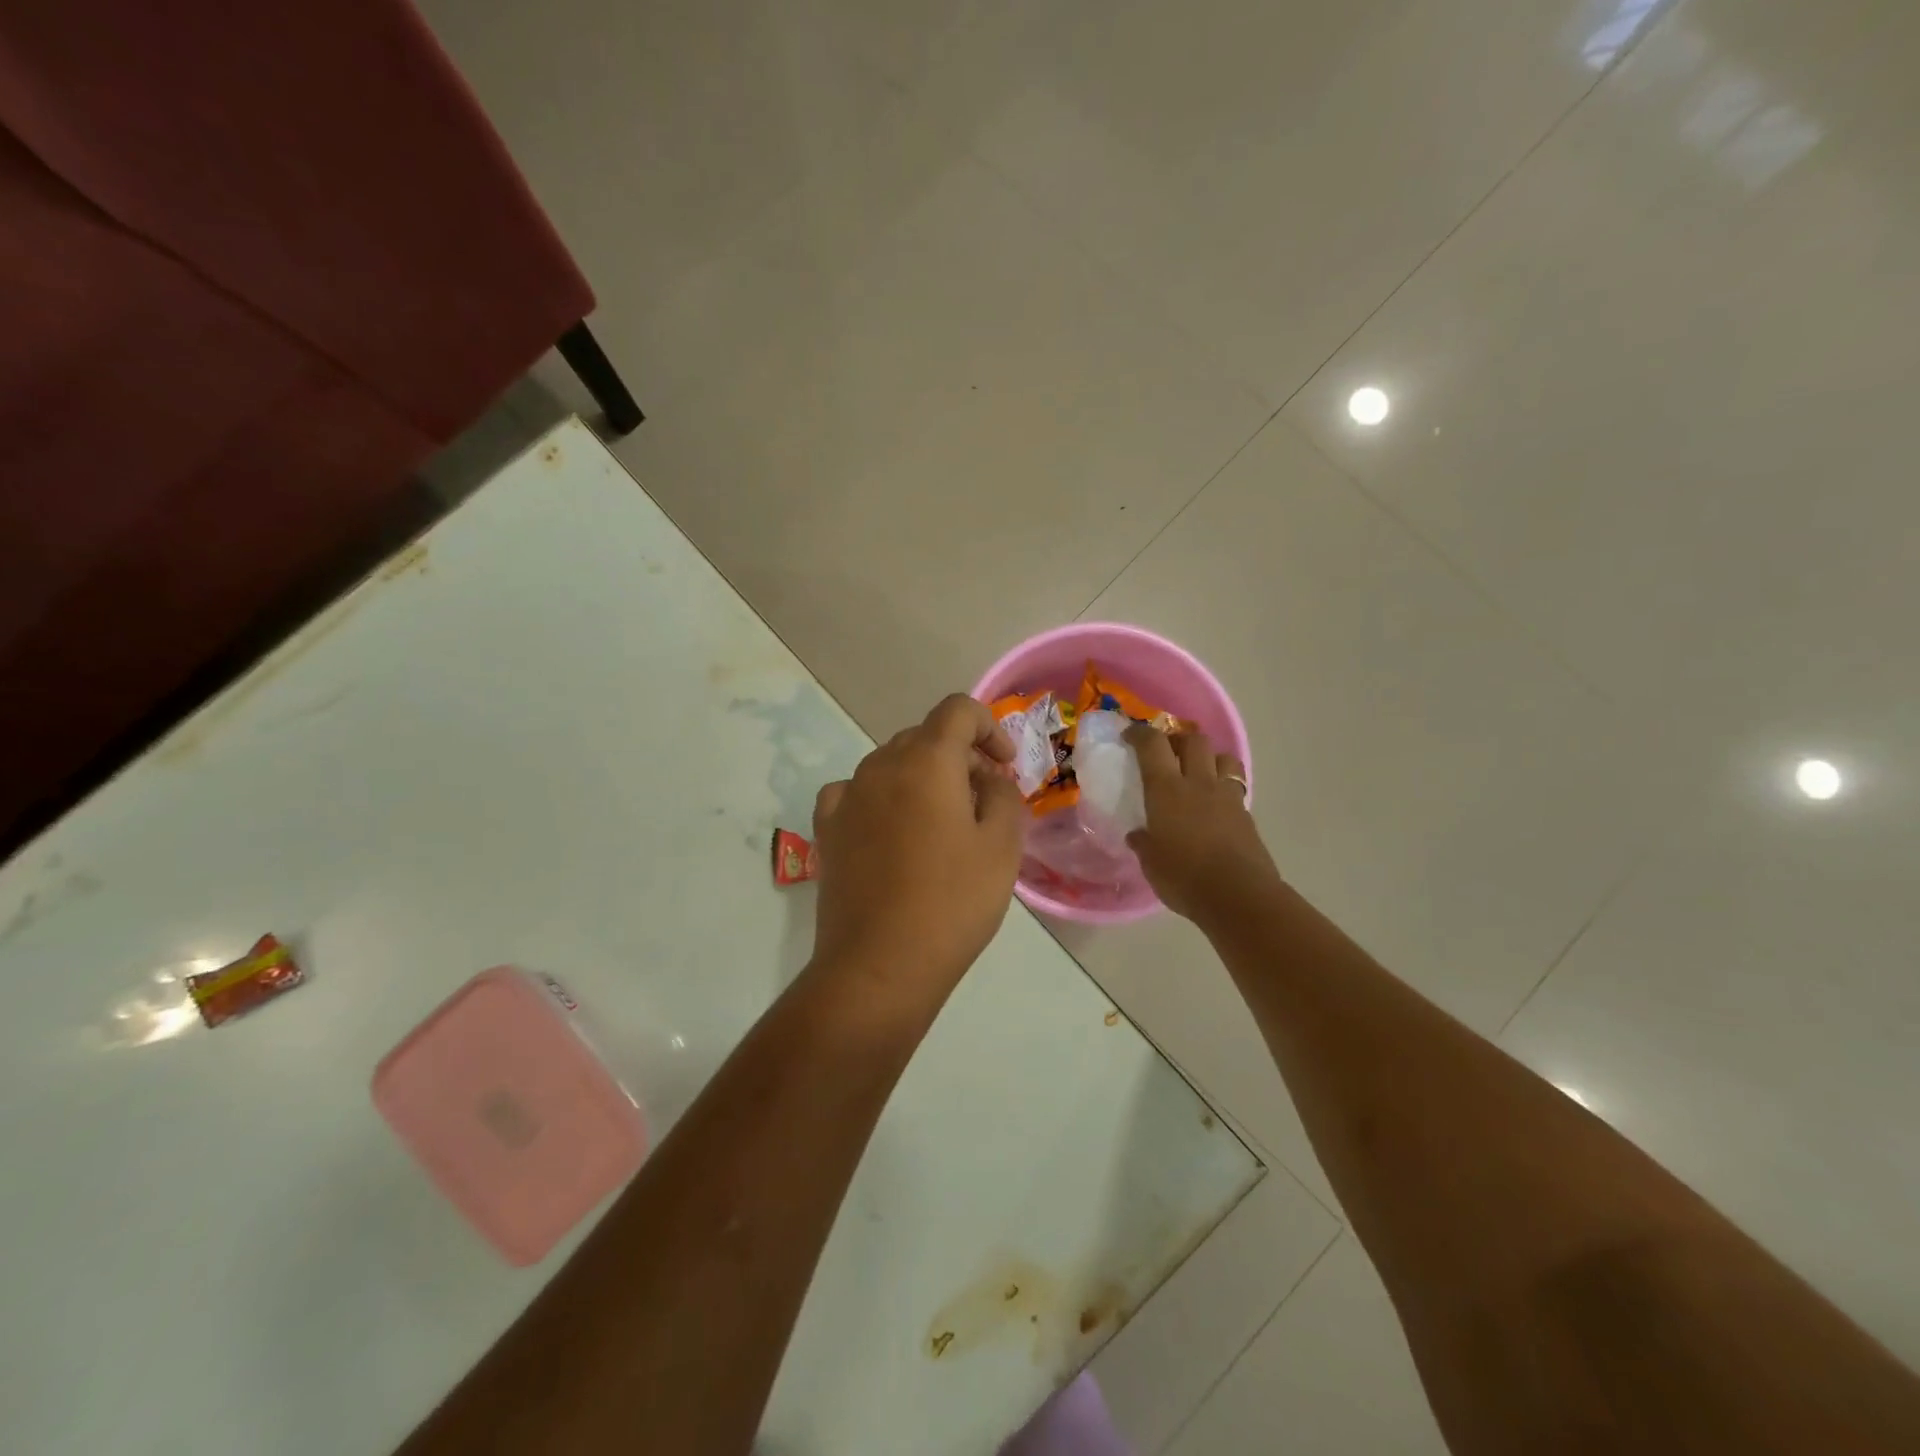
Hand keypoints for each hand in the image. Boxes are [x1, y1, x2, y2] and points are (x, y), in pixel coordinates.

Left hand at [810, 694, 1025, 992]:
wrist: (880, 965)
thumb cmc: (952, 903)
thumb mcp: (1002, 846)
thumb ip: (1003, 795)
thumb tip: (987, 780)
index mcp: (926, 761)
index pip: (958, 710)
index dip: (989, 727)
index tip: (1004, 766)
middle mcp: (880, 765)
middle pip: (925, 737)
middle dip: (959, 757)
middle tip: (983, 802)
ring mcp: (847, 796)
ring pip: (891, 764)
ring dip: (921, 778)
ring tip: (940, 823)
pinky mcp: (826, 828)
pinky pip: (856, 792)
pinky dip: (881, 798)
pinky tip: (890, 830)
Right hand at [1125, 726, 1279, 922]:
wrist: (1238, 896)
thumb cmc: (1184, 877)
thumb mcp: (1151, 863)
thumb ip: (1144, 843)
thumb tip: (1137, 835)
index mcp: (1167, 790)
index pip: (1153, 745)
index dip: (1140, 733)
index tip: (1129, 735)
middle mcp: (1198, 783)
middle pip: (1194, 740)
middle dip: (1178, 739)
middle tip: (1166, 753)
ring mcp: (1227, 797)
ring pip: (1222, 757)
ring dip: (1208, 758)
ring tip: (1197, 772)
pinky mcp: (1246, 814)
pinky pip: (1234, 787)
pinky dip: (1223, 787)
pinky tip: (1214, 805)